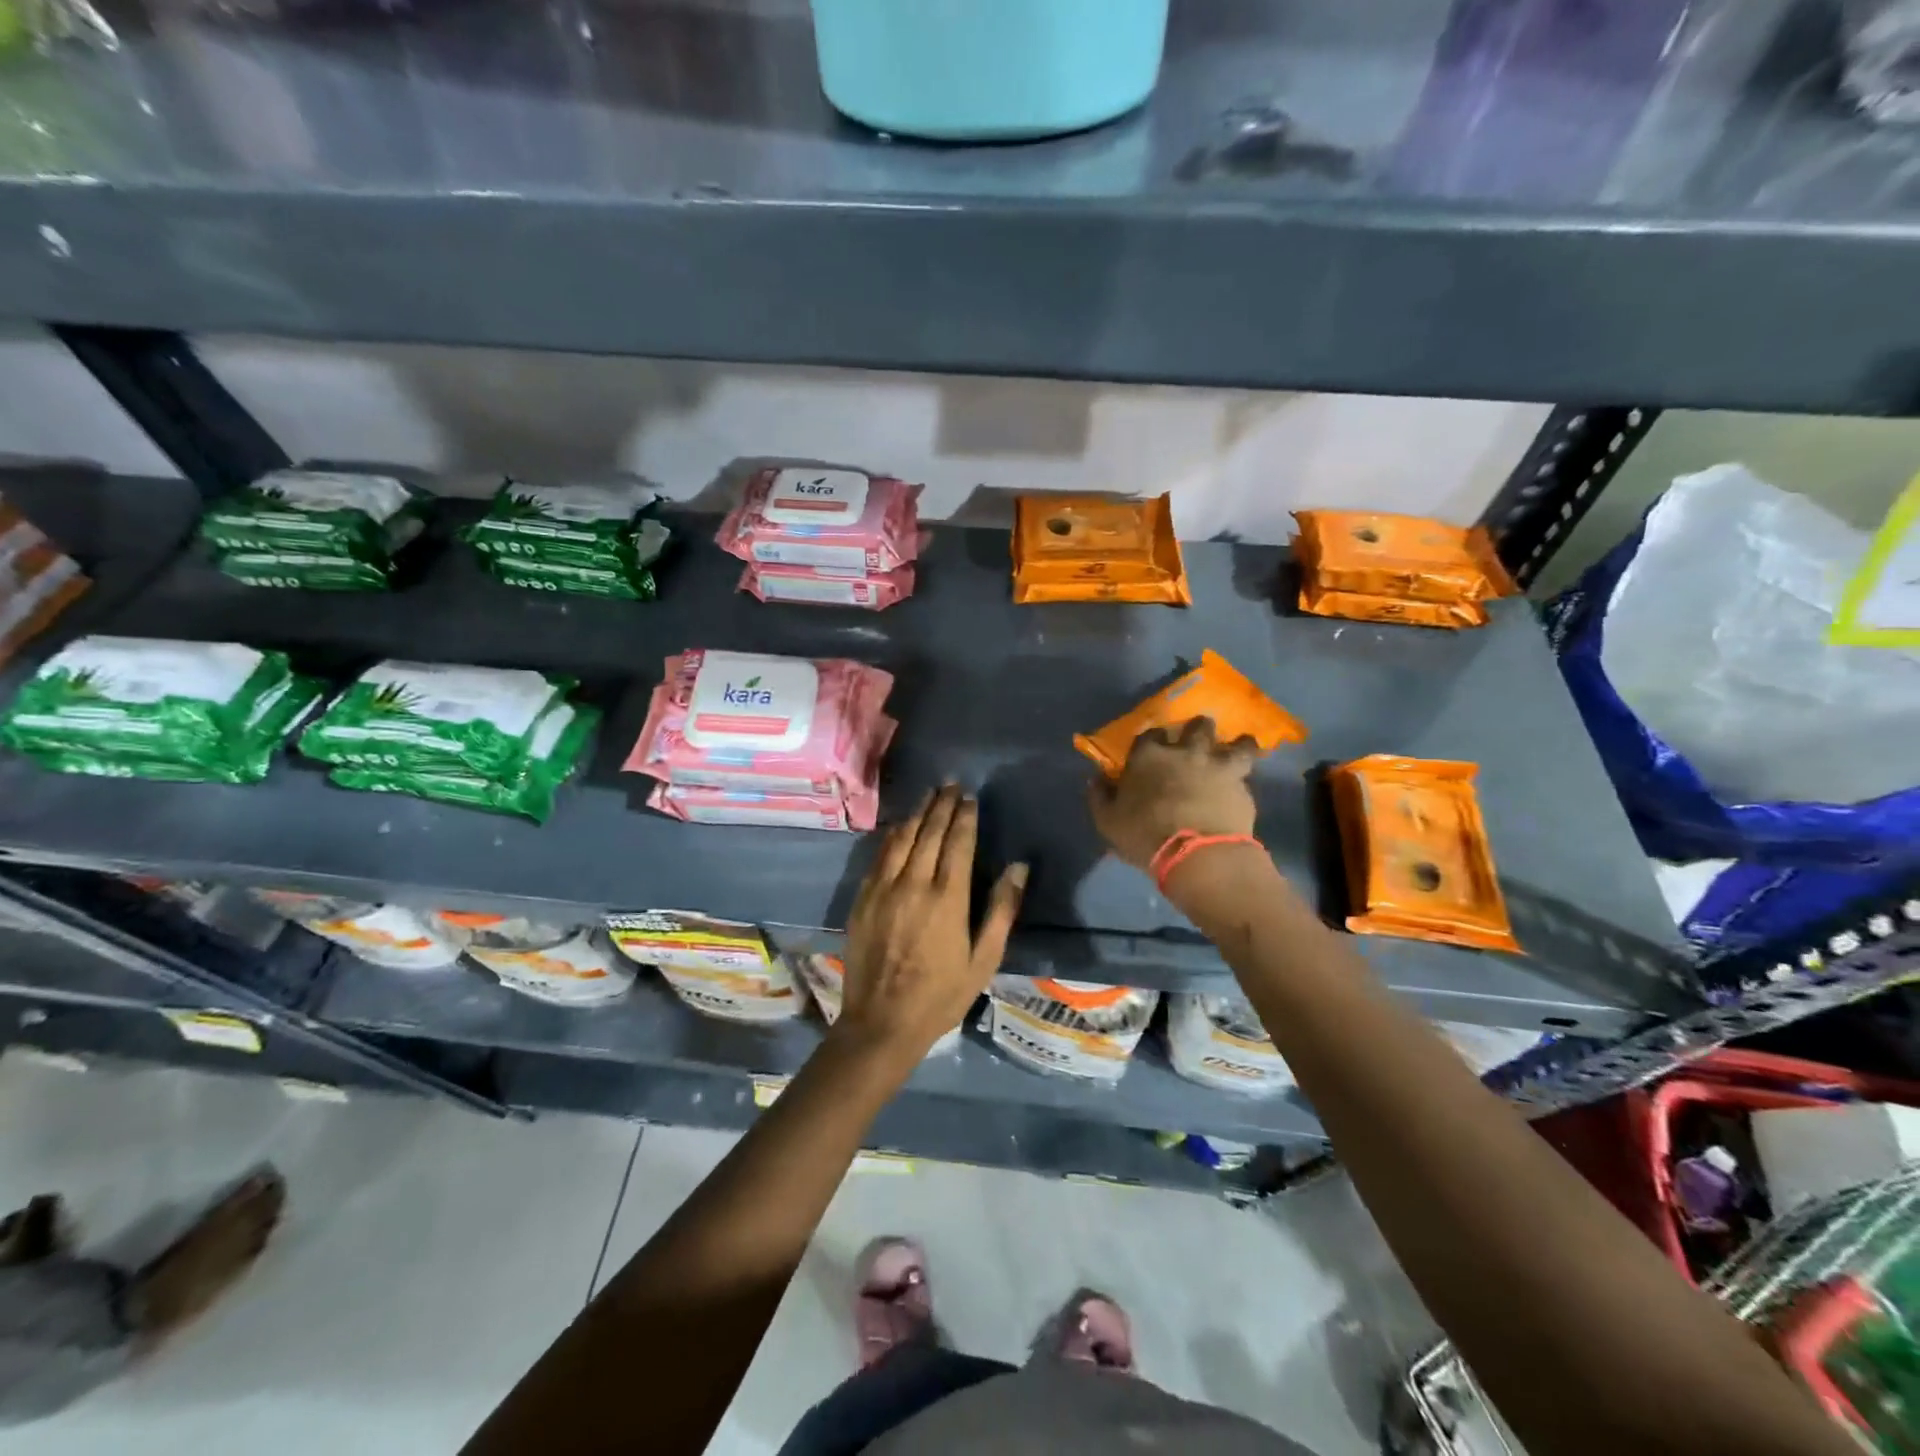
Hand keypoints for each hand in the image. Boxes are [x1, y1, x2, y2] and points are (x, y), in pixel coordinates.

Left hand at [838, 785, 1027, 1059]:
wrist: (882, 1021)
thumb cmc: (941, 994)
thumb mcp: (984, 959)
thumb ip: (1002, 910)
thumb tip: (1018, 867)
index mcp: (947, 898)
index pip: (958, 842)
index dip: (965, 816)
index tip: (970, 797)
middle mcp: (914, 884)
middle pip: (929, 832)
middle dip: (942, 805)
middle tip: (951, 785)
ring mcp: (884, 889)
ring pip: (901, 838)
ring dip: (917, 813)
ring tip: (929, 795)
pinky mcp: (863, 898)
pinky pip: (879, 856)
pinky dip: (892, 835)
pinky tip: (899, 826)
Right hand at [1086, 717, 1261, 869]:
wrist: (1197, 854)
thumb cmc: (1144, 835)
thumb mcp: (1108, 821)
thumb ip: (1100, 796)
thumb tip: (1097, 779)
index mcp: (1149, 756)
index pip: (1149, 735)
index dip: (1152, 741)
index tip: (1153, 750)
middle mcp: (1186, 751)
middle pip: (1197, 726)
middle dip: (1198, 730)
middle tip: (1197, 742)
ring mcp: (1218, 765)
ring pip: (1236, 742)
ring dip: (1237, 744)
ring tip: (1238, 749)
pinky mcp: (1243, 785)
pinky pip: (1248, 772)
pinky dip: (1246, 775)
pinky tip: (1245, 782)